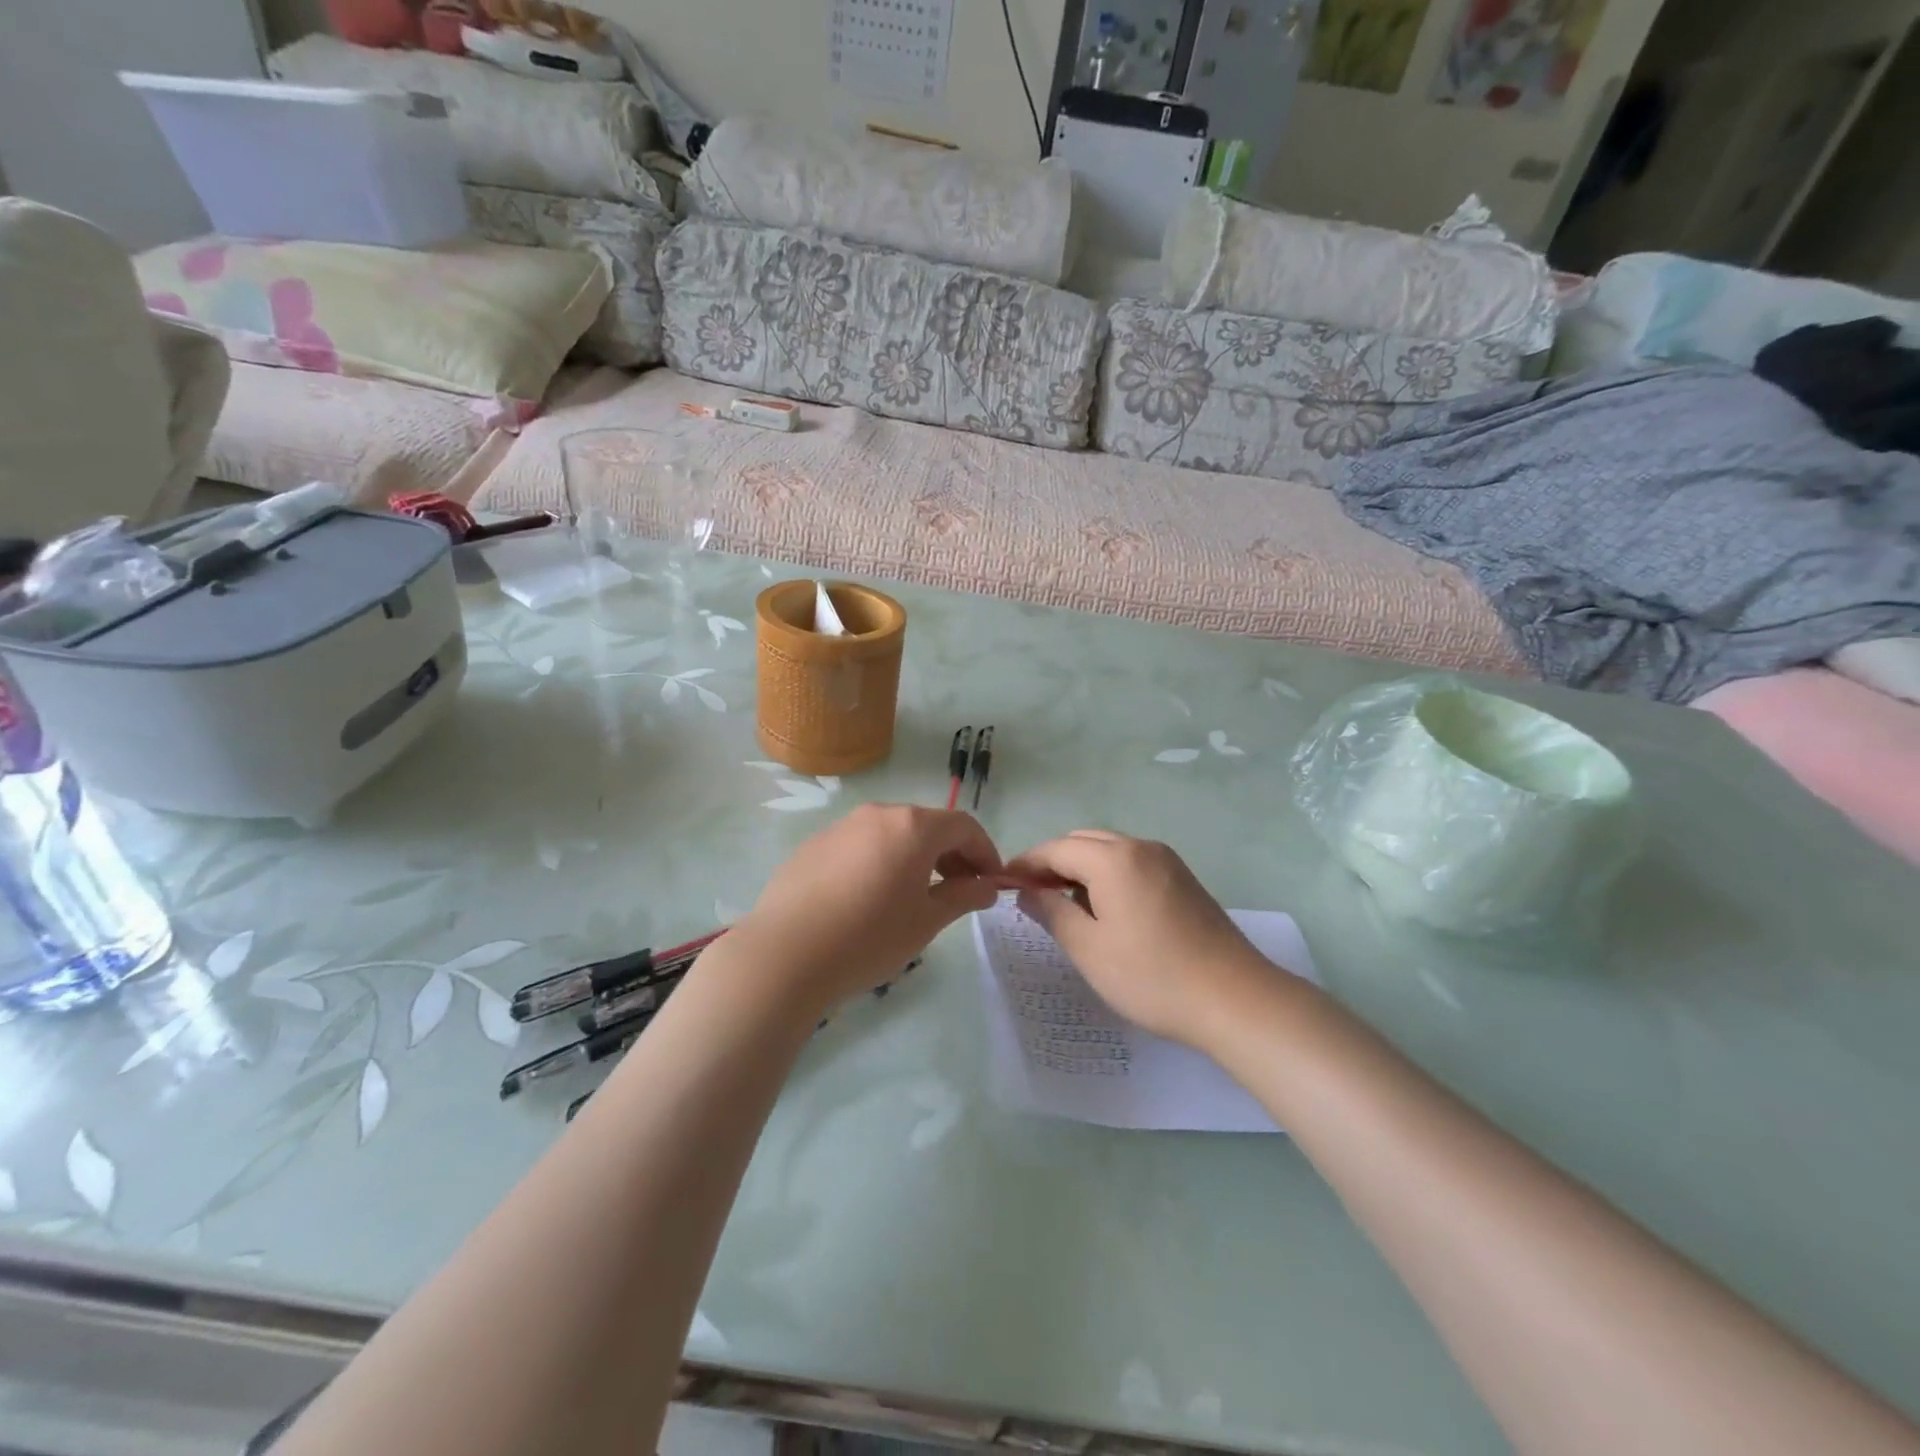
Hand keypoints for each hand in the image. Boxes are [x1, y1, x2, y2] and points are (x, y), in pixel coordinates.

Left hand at [728, 804, 1001, 1012]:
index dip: (984, 852)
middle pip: (927, 826)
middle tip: (959, 891)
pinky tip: (870, 899)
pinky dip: (880, 862)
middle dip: (951, 855)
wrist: (785, 955)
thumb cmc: (868, 938)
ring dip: (915, 858)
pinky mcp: (814, 845)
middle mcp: (878, 814)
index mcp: (912, 827)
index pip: (963, 826)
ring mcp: (842, 827)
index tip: (990, 883)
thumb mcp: (926, 921)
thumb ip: (963, 897)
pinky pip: (861, 846)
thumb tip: (986, 887)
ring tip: (915, 897)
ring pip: (892, 834)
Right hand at [1005, 831, 1275, 1049]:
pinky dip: (1107, 875)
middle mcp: (1140, 847)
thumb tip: (1026, 891)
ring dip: (1080, 868)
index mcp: (1114, 858)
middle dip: (1052, 862)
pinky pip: (1132, 863)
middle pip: (1083, 841)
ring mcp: (1166, 861)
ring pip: (1109, 850)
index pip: (1056, 848)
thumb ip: (1051, 912)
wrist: (1235, 999)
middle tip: (1030, 895)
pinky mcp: (1183, 879)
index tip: (1001, 883)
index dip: (1025, 863)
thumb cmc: (1152, 976)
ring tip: (1063, 905)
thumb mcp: (1089, 949)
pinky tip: (1104, 909)